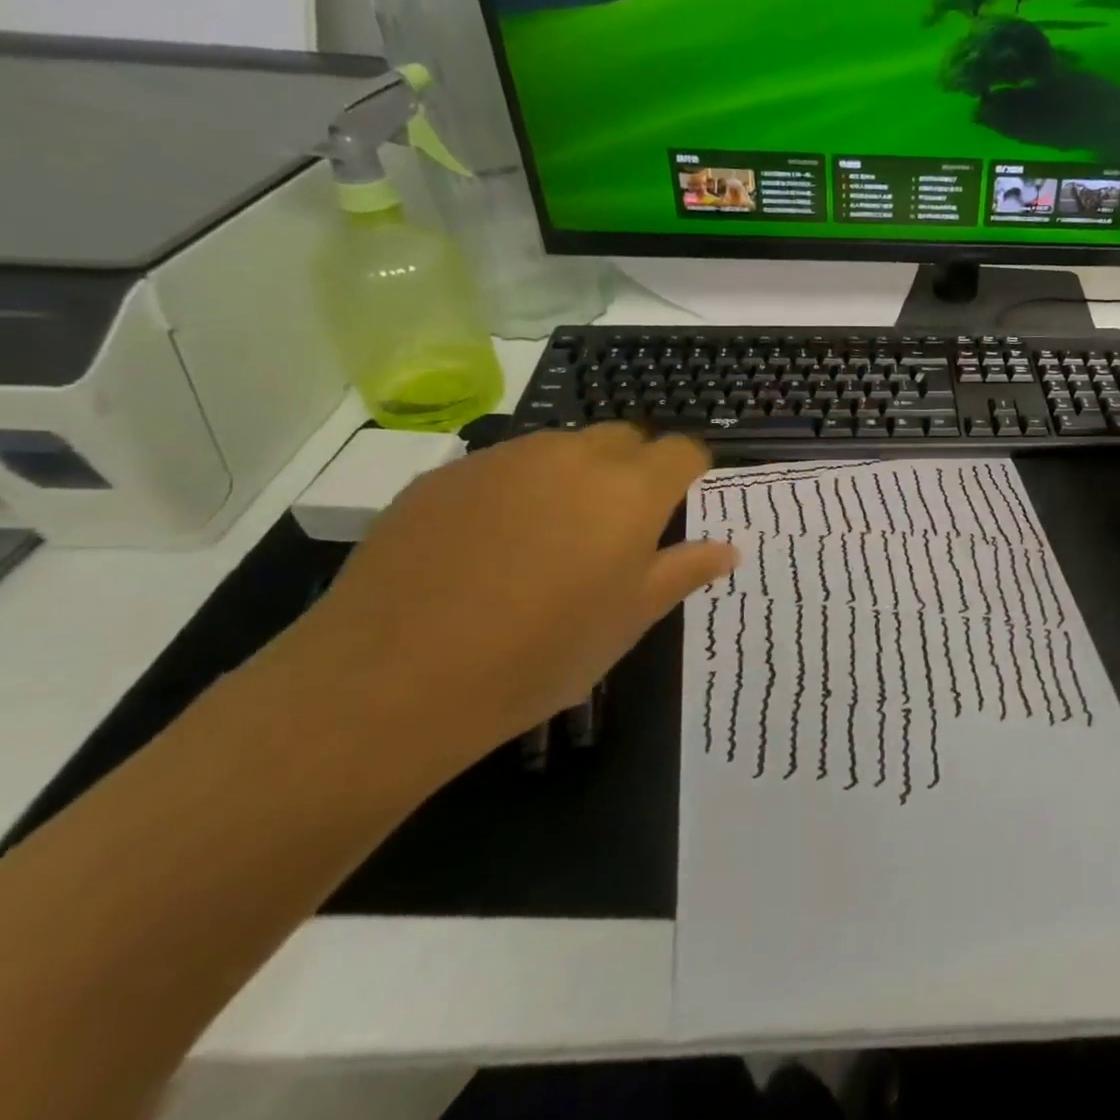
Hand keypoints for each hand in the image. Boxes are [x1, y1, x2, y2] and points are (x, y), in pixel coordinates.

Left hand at [263, 427, 735, 771]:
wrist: (392, 680)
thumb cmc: (540, 654)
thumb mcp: (629, 620)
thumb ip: (684, 571)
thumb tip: (728, 548)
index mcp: (632, 490)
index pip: (682, 451)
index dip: (689, 474)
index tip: (679, 508)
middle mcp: (574, 456)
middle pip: (624, 439)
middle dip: (634, 469)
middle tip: (616, 529)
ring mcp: (505, 458)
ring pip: (562, 448)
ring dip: (574, 477)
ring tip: (548, 540)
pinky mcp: (447, 474)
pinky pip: (503, 467)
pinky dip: (516, 491)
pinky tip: (487, 548)